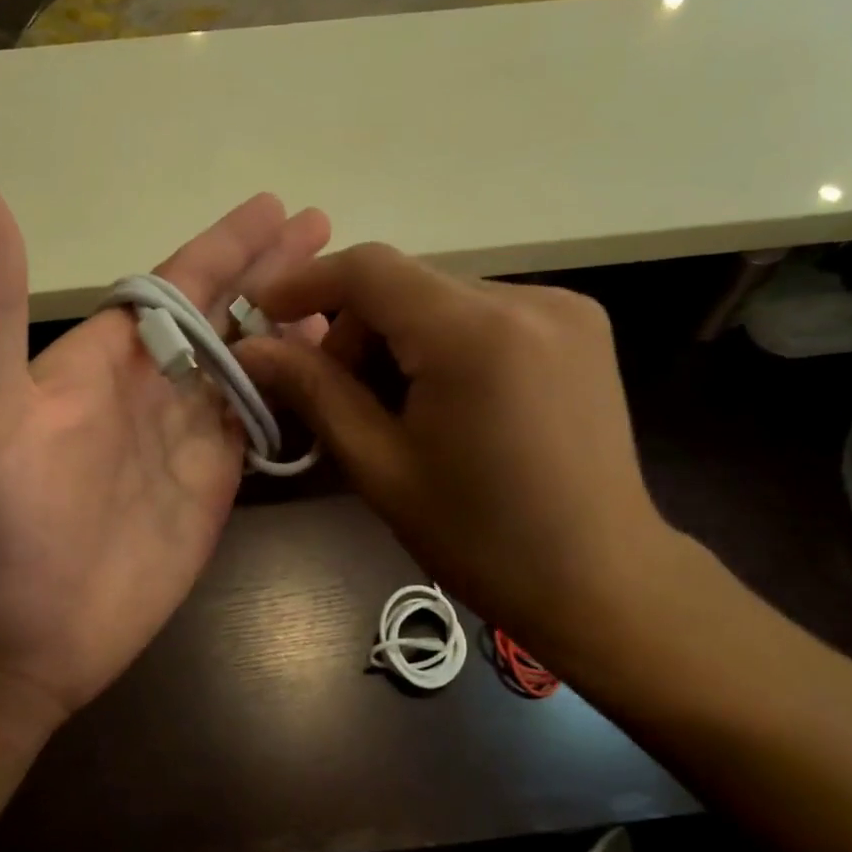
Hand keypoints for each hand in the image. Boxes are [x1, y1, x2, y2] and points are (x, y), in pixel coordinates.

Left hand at [0, 158, 329, 743]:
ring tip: (347, 298)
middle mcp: (151, 388)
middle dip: (271, 272)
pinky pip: (263, 426)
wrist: (16, 640)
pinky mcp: (214, 488)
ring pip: (253, 365)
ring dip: (296, 327)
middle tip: (327, 230)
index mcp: (103, 358)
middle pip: (224, 315)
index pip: (174, 285)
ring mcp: (187, 439)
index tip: (276, 207)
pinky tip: (333, 374)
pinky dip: (299, 396)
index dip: (224, 245)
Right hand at [238, 244, 682, 673]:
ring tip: (393, 408)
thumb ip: (313, 392)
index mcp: (475, 335)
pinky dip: (443, 342)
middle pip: (407, 283)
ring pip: (443, 298)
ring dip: (399, 338)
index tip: (263, 312)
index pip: (371, 270)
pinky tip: (445, 400)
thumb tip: (250, 348)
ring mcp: (564, 309)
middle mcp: (528, 299)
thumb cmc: (480, 538)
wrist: (601, 581)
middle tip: (334, 394)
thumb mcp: (380, 467)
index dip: (306, 281)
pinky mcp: (581, 326)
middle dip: (355, 328)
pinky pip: (484, 313)